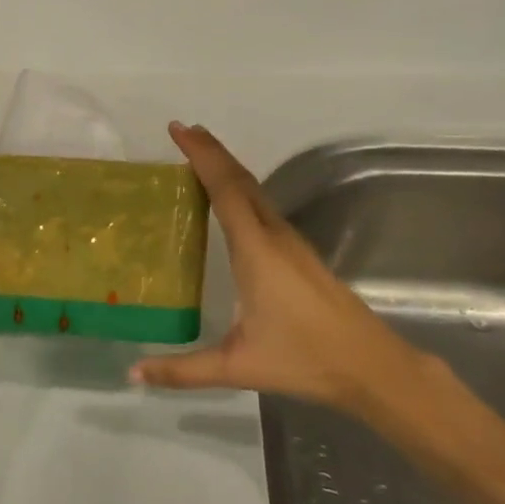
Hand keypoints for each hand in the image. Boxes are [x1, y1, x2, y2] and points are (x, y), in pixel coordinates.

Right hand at [132, 123, 440, 414]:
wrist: (371, 365)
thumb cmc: (304, 358)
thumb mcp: (237, 366)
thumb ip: (183, 370)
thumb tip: (133, 374)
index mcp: (256, 250)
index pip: (225, 189)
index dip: (201, 156)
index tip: (178, 129)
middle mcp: (274, 236)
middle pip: (241, 180)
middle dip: (212, 151)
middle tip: (183, 131)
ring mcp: (291, 243)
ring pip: (255, 191)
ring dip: (227, 168)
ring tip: (199, 156)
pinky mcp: (299, 253)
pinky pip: (263, 206)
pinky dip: (240, 189)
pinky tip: (231, 201)